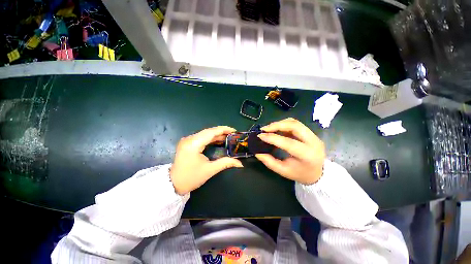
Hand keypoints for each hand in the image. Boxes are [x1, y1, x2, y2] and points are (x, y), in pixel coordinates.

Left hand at [170, 126, 242, 194]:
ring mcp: (187, 140)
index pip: (211, 132)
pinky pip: (201, 137)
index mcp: (194, 144)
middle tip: (233, 135)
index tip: (234, 131)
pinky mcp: (187, 143)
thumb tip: (240, 163)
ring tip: (228, 137)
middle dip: (222, 132)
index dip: (224, 130)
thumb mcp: (210, 170)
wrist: (173, 184)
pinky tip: (218, 140)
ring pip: (205, 134)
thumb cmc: (191, 178)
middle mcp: (189, 139)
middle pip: (208, 131)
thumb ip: (226, 163)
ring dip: (217, 135)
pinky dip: (211, 138)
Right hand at [255, 118, 325, 184]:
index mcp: (307, 155)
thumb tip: (257, 153)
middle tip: (264, 129)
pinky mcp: (311, 133)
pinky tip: (277, 129)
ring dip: (280, 123)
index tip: (260, 135)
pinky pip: (296, 124)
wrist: (319, 173)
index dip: (273, 138)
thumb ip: (269, 162)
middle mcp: (313, 142)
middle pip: (294, 125)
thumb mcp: (283, 171)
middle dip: (277, 125)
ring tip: (269, 128)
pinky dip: (284, 124)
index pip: (288, 142)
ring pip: (295, 122)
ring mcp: (314, 135)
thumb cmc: (300, 173)